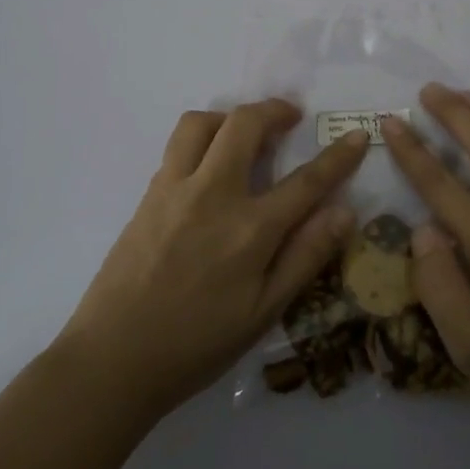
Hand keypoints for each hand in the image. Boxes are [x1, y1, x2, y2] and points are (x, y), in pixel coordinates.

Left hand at [58, 99, 368, 420]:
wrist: (112, 358)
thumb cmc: (196, 344)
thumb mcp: (263, 313)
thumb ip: (305, 257)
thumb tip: (345, 212)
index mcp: (250, 229)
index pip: (306, 181)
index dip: (338, 157)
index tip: (357, 136)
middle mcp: (212, 194)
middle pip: (245, 125)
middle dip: (274, 110)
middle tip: (290, 117)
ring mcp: (174, 189)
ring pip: (201, 123)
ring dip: (229, 117)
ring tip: (244, 134)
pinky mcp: (148, 195)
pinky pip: (177, 147)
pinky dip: (201, 138)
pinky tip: (209, 165)